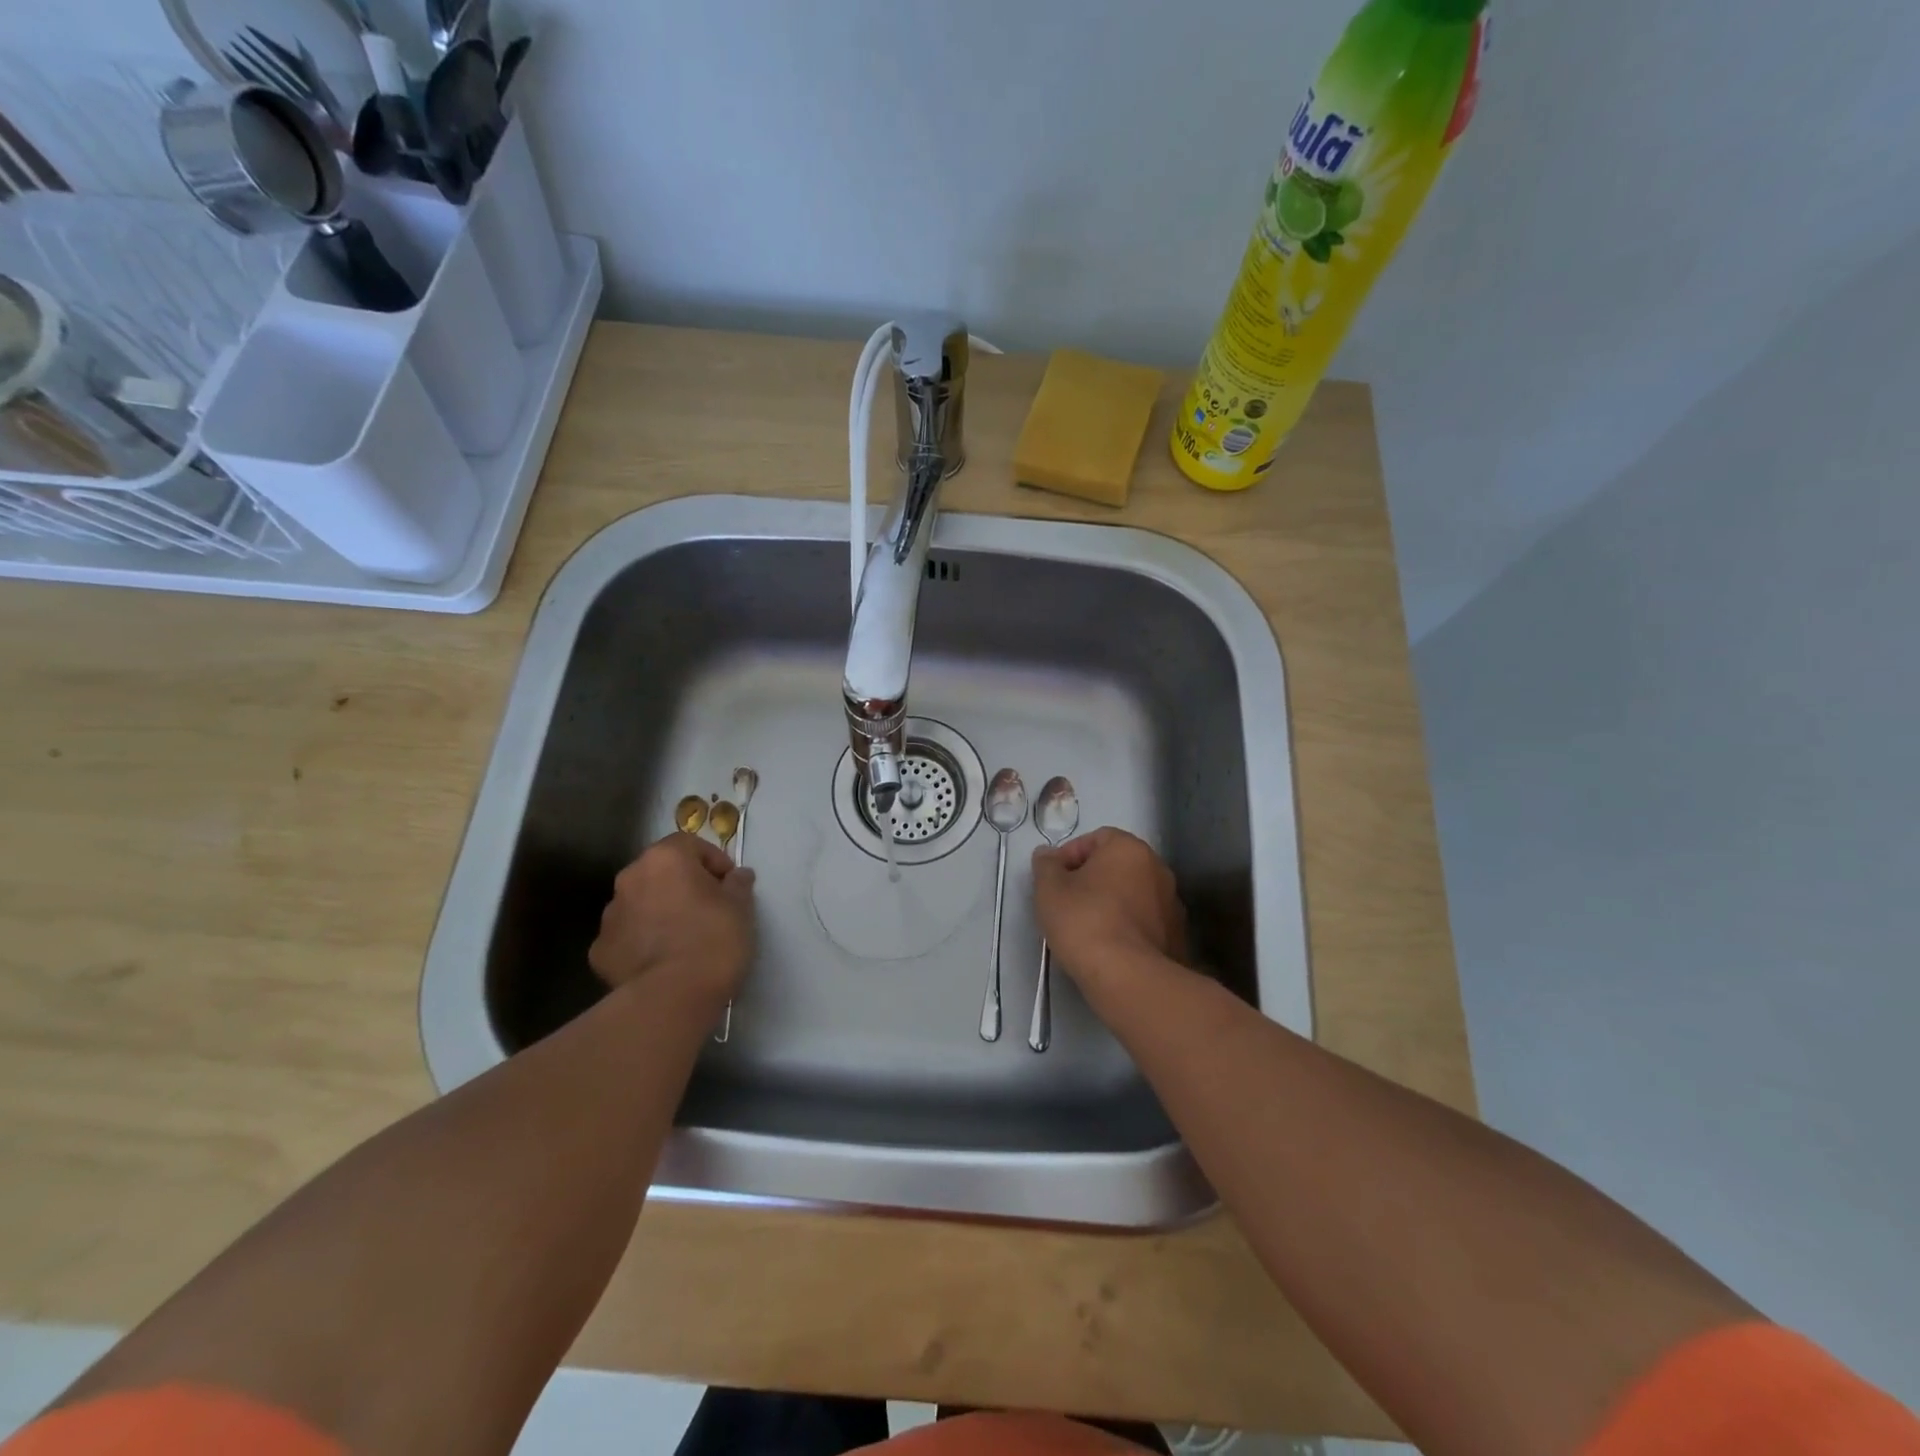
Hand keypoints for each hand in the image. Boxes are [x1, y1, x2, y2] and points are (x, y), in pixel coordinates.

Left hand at [589, 832, 755, 1001]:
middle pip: (660, 872)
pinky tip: (661, 962)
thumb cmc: (713, 940)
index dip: (712, 860)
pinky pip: (627, 936)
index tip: (728, 884)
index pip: (689, 844)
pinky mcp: (599, 951)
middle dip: (682, 884)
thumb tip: (737, 876)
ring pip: (640, 903)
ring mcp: (610, 916)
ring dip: (659, 911)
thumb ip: (738, 884)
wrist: (672, 997)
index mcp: (665, 859)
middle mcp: (630, 879)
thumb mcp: (741, 907)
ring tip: (684, 939)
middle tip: (707, 909)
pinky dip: (642, 942)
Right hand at [1032, 827, 1186, 1001]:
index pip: (1096, 838)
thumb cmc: (1084, 921)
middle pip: (1117, 866)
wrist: (1128, 977)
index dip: (1070, 856)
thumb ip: (1046, 865)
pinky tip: (1108, 948)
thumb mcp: (1049, 889)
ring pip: (1132, 894)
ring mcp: (1172, 903)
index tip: (1053, 880)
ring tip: (1086, 929)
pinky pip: (1144, 921)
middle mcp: (1158, 868)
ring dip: (1111, 903)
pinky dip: (1127, 927)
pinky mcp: (1177, 936)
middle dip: (1091, 880)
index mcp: (1129, 848)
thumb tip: (1048, 855)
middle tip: (1066, 903)